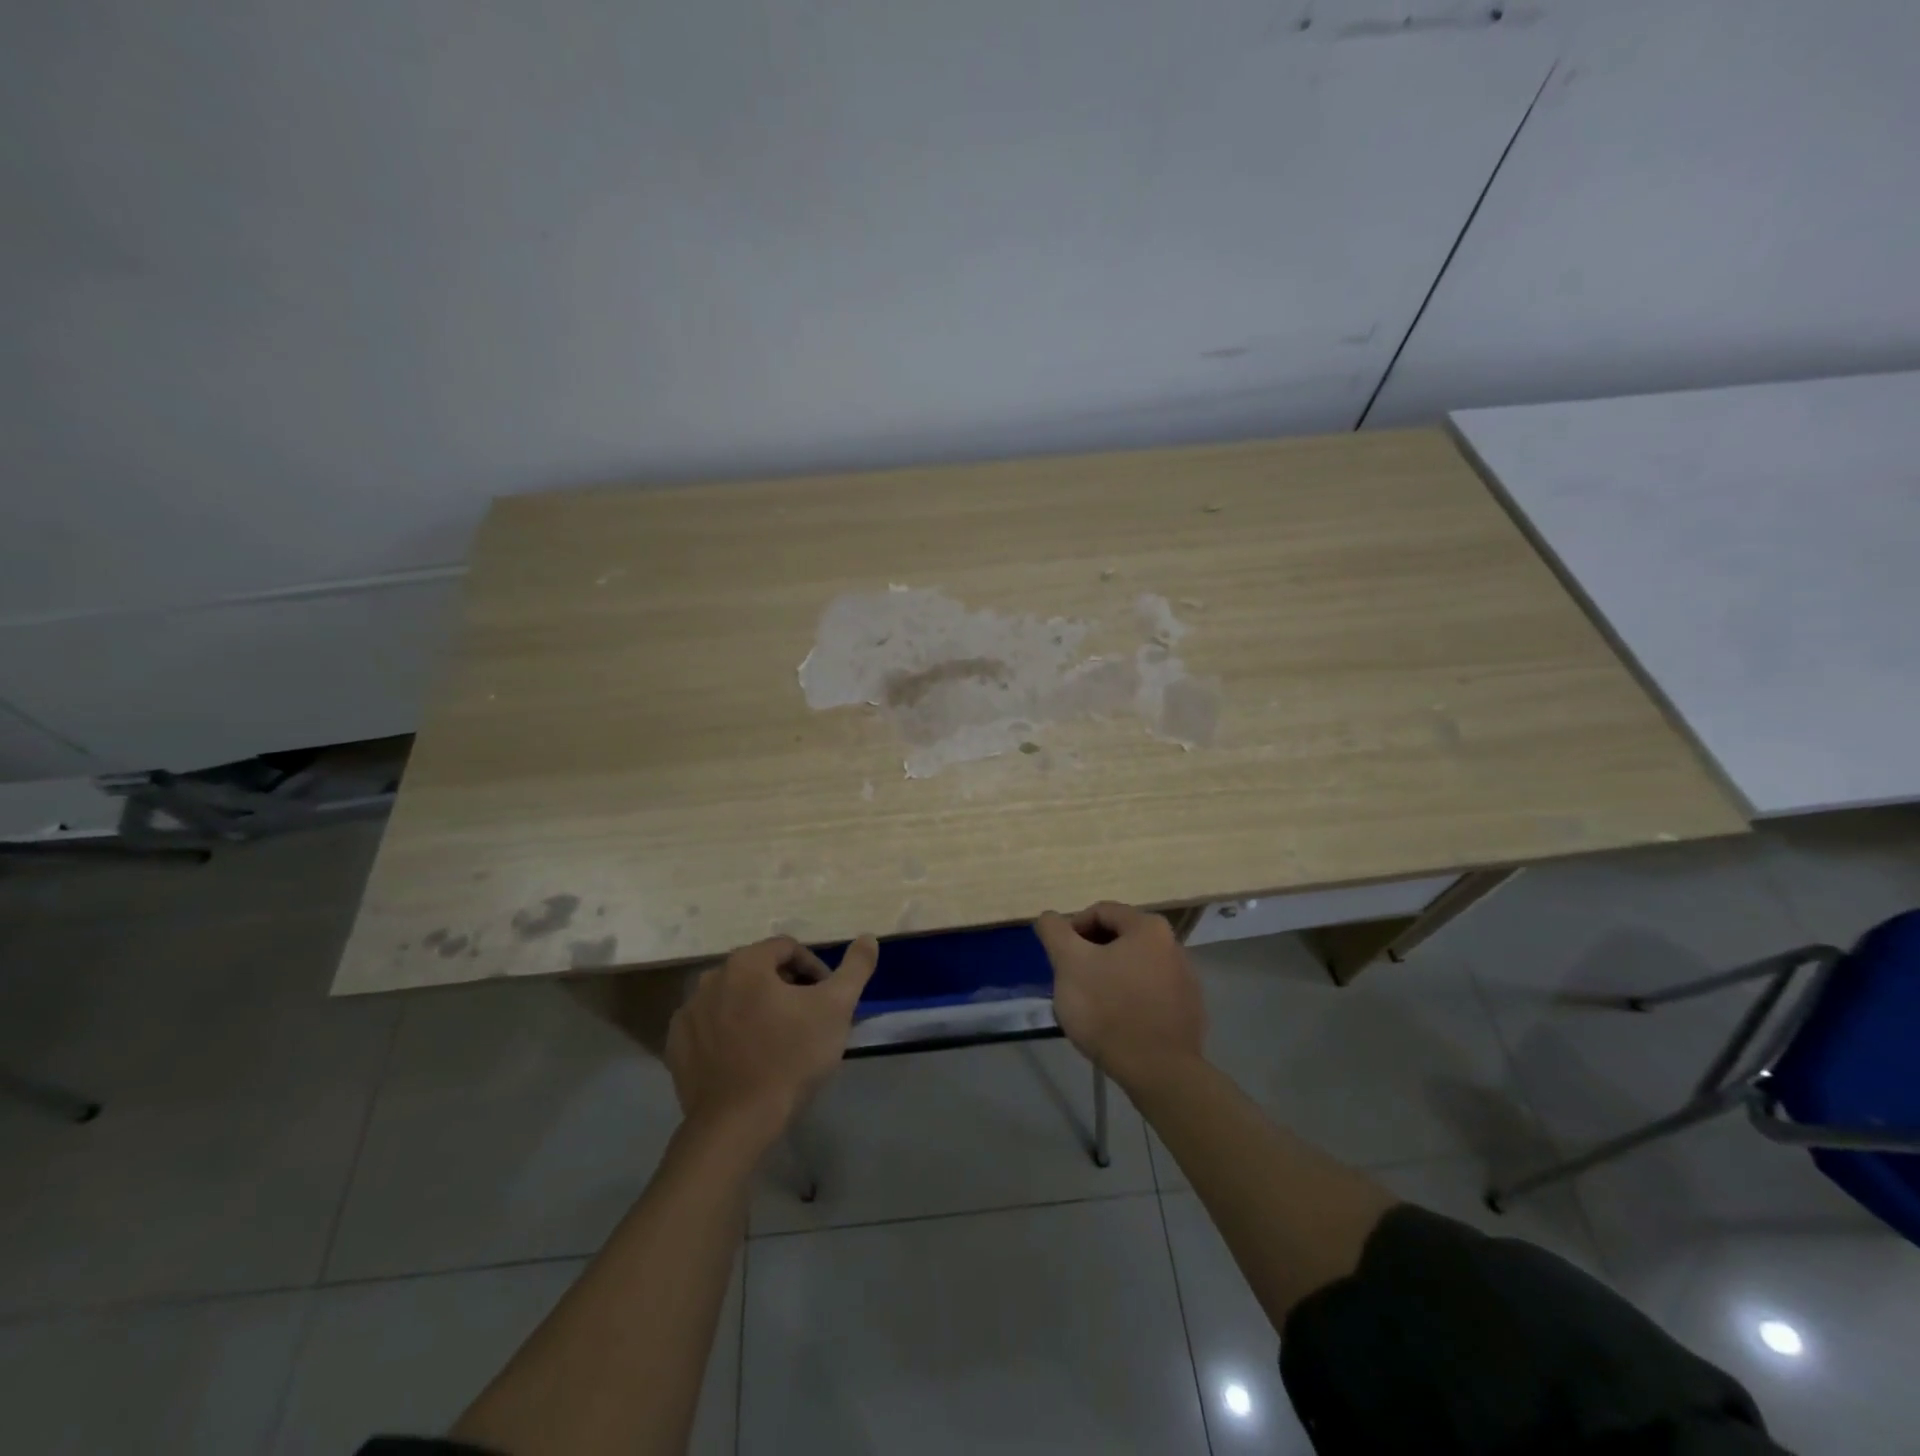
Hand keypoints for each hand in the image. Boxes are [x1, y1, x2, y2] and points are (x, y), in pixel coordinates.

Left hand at [665, 935, 879, 1145]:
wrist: (737, 1124)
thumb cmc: (791, 1057)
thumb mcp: (836, 1008)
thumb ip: (855, 968)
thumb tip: (868, 937)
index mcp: (746, 963)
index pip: (787, 949)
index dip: (813, 969)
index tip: (826, 998)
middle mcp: (710, 978)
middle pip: (758, 970)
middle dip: (784, 987)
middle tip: (805, 1018)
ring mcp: (688, 1013)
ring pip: (732, 997)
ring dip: (755, 1008)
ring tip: (776, 1039)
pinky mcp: (676, 1046)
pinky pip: (709, 1026)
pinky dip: (727, 1032)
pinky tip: (745, 1056)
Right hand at [1034, 902, 1205, 1090]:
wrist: (1159, 1072)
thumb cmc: (1108, 1009)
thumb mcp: (1069, 963)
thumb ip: (1054, 931)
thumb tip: (1049, 917)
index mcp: (1148, 927)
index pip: (1100, 912)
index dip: (1072, 930)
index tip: (1059, 958)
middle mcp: (1173, 945)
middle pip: (1118, 938)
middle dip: (1090, 955)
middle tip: (1072, 981)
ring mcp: (1185, 980)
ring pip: (1134, 967)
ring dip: (1109, 977)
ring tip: (1091, 1006)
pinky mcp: (1188, 1011)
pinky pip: (1150, 994)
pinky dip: (1129, 999)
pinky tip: (1116, 1024)